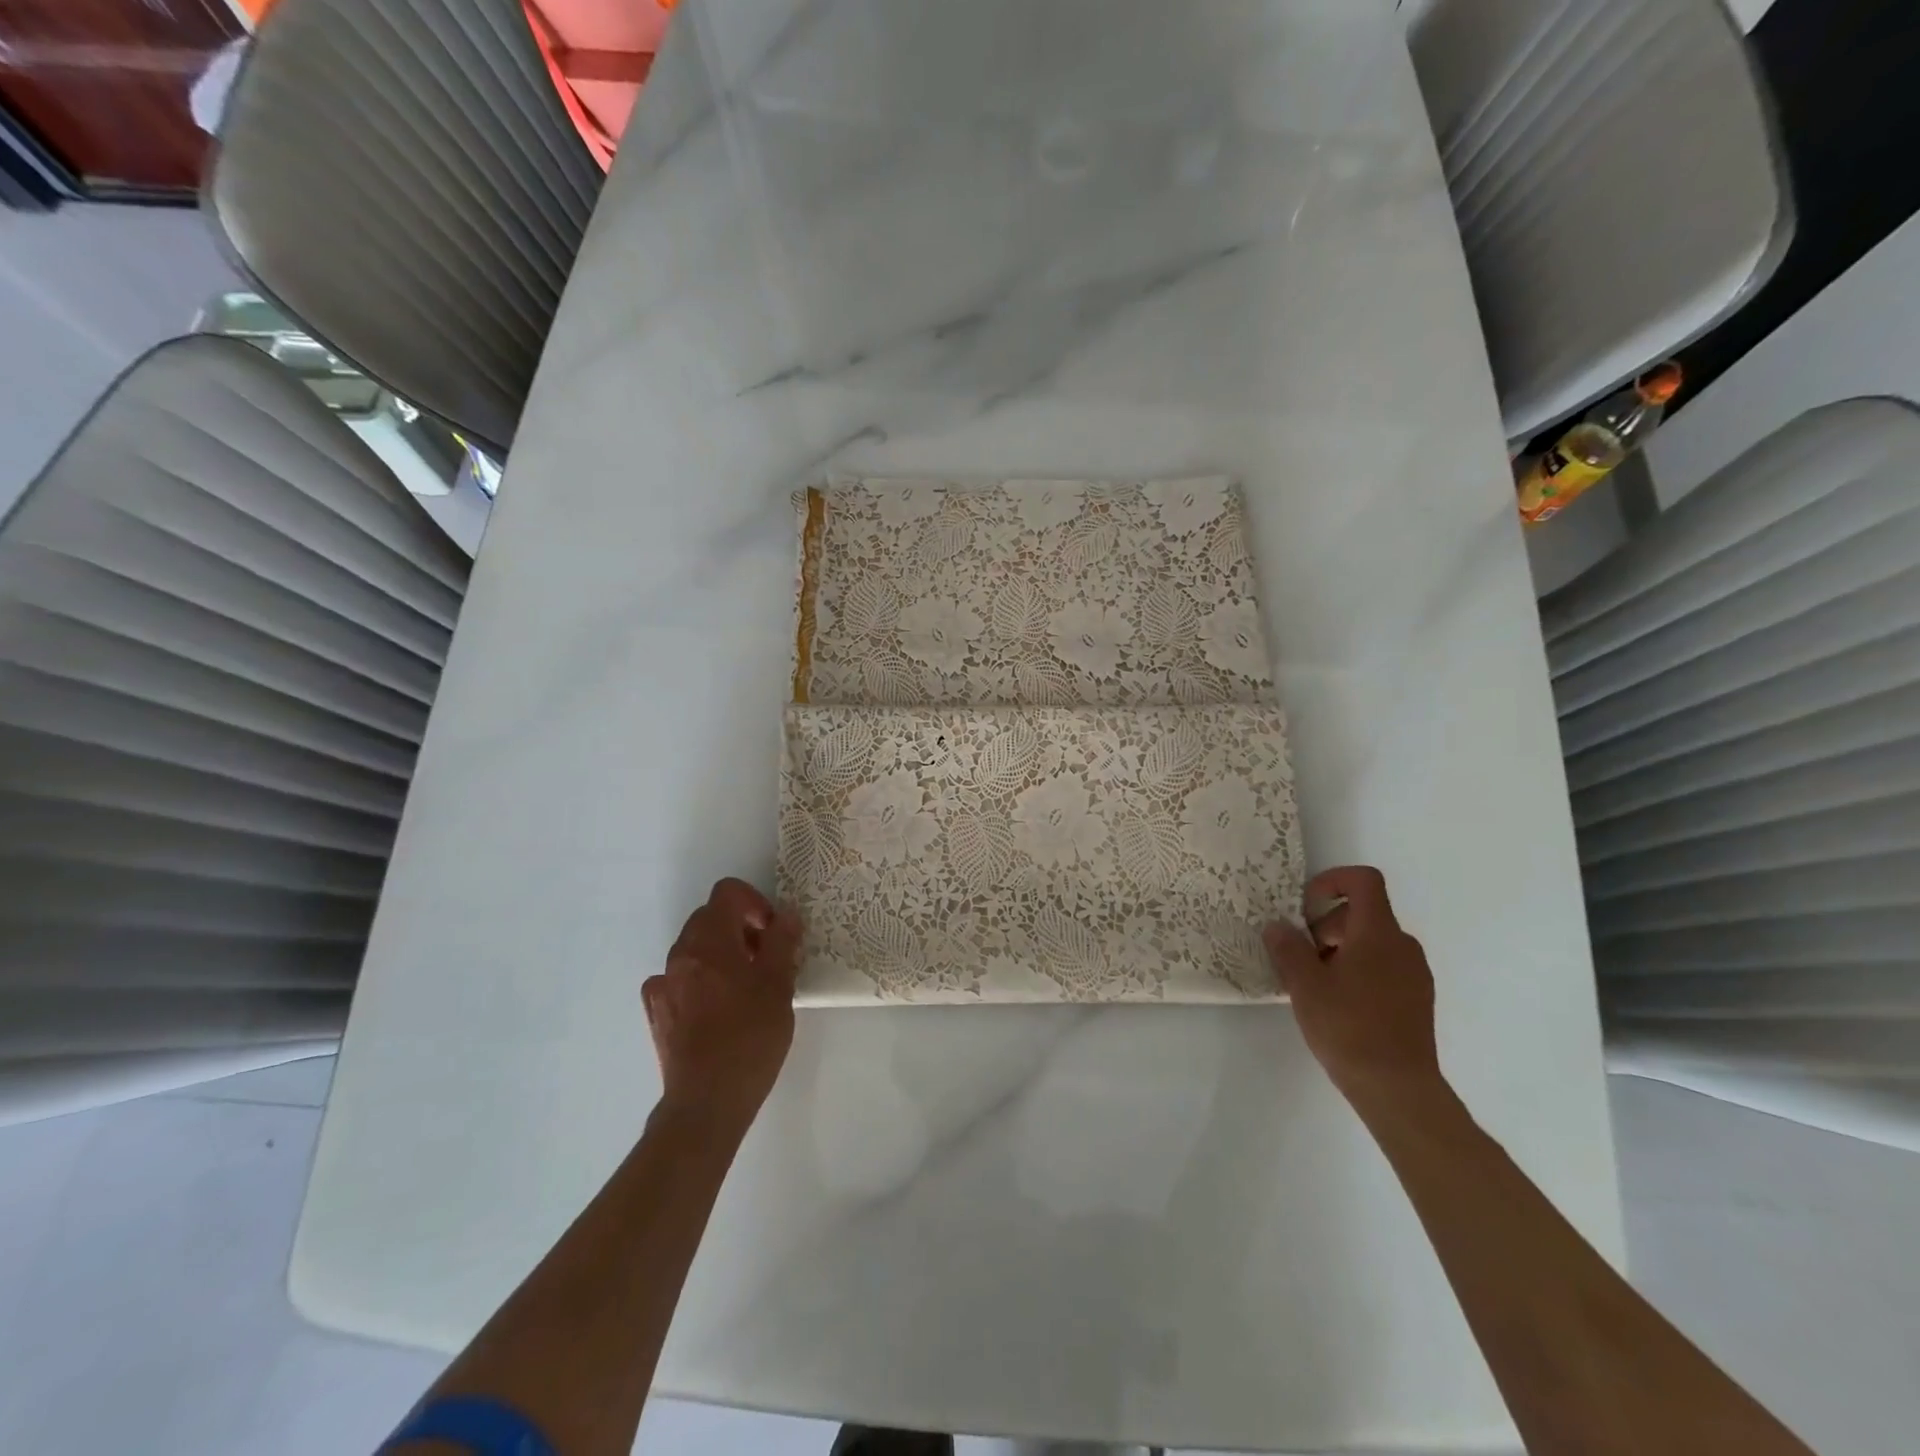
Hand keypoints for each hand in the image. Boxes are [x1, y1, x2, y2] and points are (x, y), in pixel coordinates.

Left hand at [643, 879, 801, 1129]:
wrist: (707, 1101)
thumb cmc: (750, 1037)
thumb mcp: (779, 985)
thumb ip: (782, 942)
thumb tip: (786, 916)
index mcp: (709, 941)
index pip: (727, 893)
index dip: (755, 902)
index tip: (772, 932)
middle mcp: (680, 954)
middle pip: (710, 918)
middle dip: (740, 928)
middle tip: (767, 959)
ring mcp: (663, 984)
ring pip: (695, 948)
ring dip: (721, 954)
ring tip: (746, 987)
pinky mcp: (657, 1012)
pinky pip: (680, 978)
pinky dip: (700, 980)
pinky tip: (717, 1008)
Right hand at [1264, 866, 1443, 1105]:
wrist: (1397, 1088)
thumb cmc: (1348, 1027)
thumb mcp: (1305, 984)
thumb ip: (1288, 948)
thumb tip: (1277, 926)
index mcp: (1378, 933)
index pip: (1363, 881)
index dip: (1331, 881)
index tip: (1305, 908)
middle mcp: (1403, 945)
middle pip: (1363, 913)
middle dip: (1326, 925)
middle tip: (1301, 956)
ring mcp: (1414, 973)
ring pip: (1372, 942)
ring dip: (1340, 950)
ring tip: (1316, 984)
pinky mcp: (1417, 999)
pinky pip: (1384, 966)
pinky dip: (1358, 970)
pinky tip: (1339, 1004)